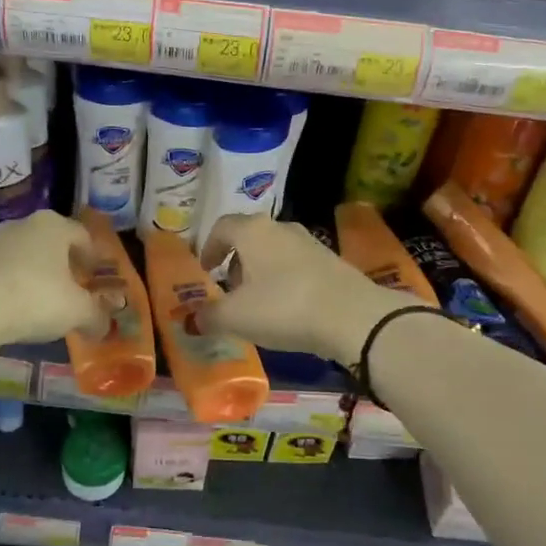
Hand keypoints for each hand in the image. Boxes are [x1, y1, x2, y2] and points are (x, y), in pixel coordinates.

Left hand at [0, 213, 104, 392]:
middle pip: (53, 243)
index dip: (93, 258)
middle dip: (64, 265)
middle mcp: (25, 225)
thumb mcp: (77, 312)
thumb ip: (96, 316)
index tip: (96, 278)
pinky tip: (15, 309)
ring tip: (43, 303)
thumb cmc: (35, 297)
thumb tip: (104, 326)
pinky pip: (3, 272)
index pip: (83, 236)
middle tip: (73, 290)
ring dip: (37, 275)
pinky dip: (13, 286)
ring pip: (26, 256)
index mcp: (55, 226)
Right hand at [199, 214, 416, 366]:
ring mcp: (310, 242)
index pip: (222, 227)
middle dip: (236, 262)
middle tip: (229, 291)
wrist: (352, 316)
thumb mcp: (237, 317)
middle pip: (249, 237)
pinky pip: (296, 265)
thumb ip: (209, 317)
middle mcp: (281, 227)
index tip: (205, 271)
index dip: (209, 247)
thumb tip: (192, 319)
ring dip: (261, 272)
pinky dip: (284, 280)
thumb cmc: (284, 307)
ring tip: (258, 304)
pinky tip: (287, 308)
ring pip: (274, 251)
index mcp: (252, 231)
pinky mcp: (331, 261)